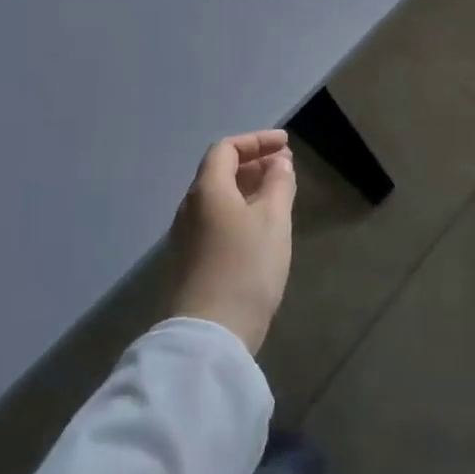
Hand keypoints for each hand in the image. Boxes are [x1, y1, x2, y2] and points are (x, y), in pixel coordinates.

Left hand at [170, 131, 296, 353]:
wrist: (211, 332)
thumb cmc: (246, 267)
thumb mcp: (273, 220)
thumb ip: (278, 184)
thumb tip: (279, 162)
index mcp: (207, 190)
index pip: (226, 149)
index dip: (256, 141)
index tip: (286, 144)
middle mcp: (191, 207)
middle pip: (219, 172)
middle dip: (254, 163)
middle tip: (285, 166)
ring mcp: (188, 236)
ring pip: (219, 198)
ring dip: (248, 188)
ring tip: (279, 193)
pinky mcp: (192, 260)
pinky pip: (217, 220)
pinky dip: (241, 210)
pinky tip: (262, 227)